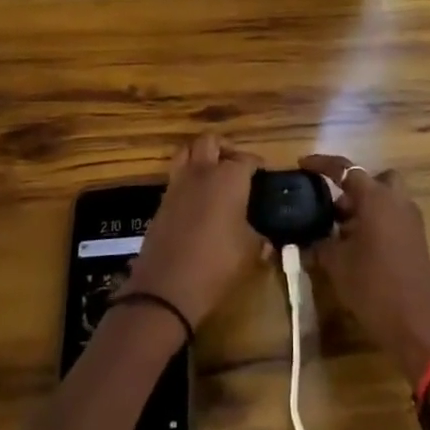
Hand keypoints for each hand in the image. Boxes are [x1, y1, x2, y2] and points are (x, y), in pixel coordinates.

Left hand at [118, 135, 265, 330]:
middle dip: (225, 148)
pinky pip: (176, 177)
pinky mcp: (161, 201)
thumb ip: (260, 240)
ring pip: (186, 151)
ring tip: (213, 175)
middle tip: (236, 166)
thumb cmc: (217, 264)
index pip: (246, 159)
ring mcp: (178, 184)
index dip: (257, 164)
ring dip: (200, 156)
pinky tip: (197, 200)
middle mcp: (202, 172)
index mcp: (229, 178)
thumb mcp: (249, 253)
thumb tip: (268, 242)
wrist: (166, 288)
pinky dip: (187, 178)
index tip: (264, 174)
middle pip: (210, 141)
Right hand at [299, 154, 429, 389]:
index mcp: (376, 198)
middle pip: (374, 179)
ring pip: (385, 199)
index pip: (346, 170)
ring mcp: (411, 220)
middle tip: (334, 208)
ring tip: (340, 233)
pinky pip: (393, 217)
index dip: (322, 164)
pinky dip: (376, 222)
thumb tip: (306, 239)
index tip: (303, 164)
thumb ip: (319, 244)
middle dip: (354, 188)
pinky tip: (358, 248)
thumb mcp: (336, 264)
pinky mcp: (417, 240)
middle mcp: (397, 201)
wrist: (416, 325)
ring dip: (364, 207)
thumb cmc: (373, 286)